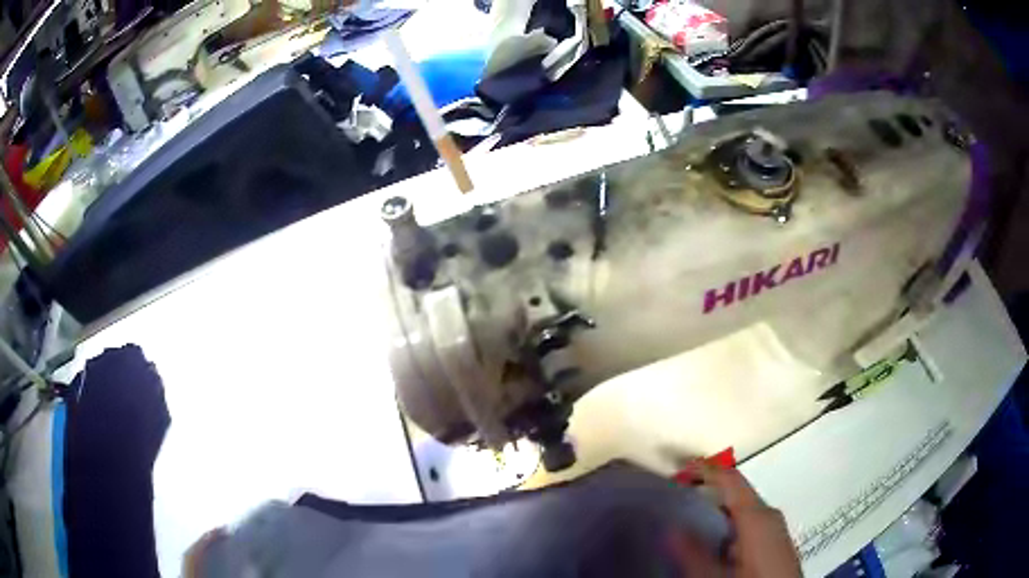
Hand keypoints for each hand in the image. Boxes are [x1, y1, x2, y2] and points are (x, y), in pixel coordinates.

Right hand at [669, 460, 801, 577]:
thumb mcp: (717, 574)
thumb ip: (694, 552)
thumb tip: (672, 528)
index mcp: (759, 515)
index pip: (731, 479)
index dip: (703, 471)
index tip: (678, 473)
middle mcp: (770, 515)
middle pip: (735, 494)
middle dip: (706, 496)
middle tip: (677, 503)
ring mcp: (776, 529)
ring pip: (741, 510)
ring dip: (716, 514)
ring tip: (689, 525)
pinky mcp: (776, 543)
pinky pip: (749, 524)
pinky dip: (728, 527)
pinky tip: (714, 546)